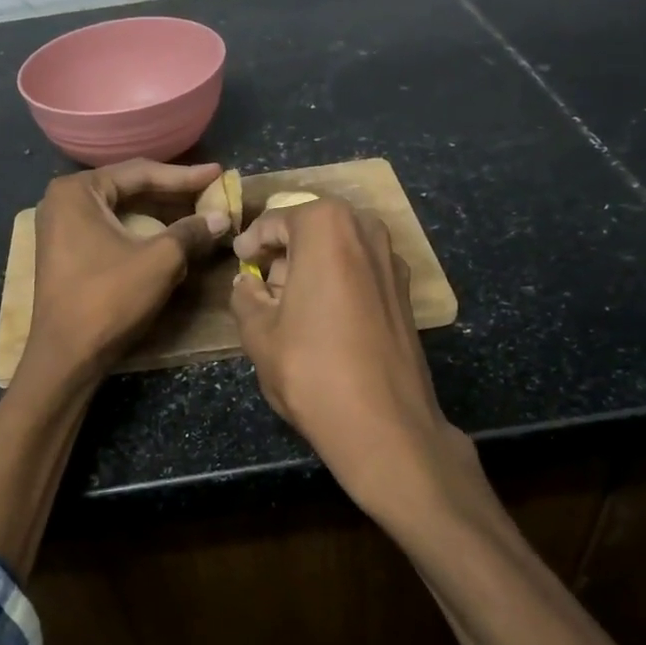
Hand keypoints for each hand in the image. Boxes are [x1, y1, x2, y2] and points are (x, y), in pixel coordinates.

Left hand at [22, 159, 230, 386]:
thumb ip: (191, 232)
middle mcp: (64, 201)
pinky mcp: (67, 252)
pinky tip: (170, 238)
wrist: (67, 355)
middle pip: (129, 189)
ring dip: (160, 215)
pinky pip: (112, 230)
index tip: (218, 174)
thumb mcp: (159, 261)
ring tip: (198, 214)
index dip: (185, 176)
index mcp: (78, 191)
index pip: (140, 172)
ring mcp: (62, 228)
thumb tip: (221, 217)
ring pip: (122, 212)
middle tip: (211, 193)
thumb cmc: (109, 299)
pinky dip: (142, 233)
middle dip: (173, 194)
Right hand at [230, 198, 474, 518]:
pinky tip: (325, 318)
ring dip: (313, 265)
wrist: (384, 423)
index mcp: (326, 228)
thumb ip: (246, 296)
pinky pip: (361, 271)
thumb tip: (247, 282)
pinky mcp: (406, 292)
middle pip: (313, 228)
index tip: (239, 260)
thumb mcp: (259, 333)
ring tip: (292, 304)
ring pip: (340, 248)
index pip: (276, 221)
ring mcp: (393, 261)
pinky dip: (339, 281)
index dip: (252, 240)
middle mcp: (366, 231)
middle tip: (263, 283)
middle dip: (285, 250)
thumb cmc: (311, 369)